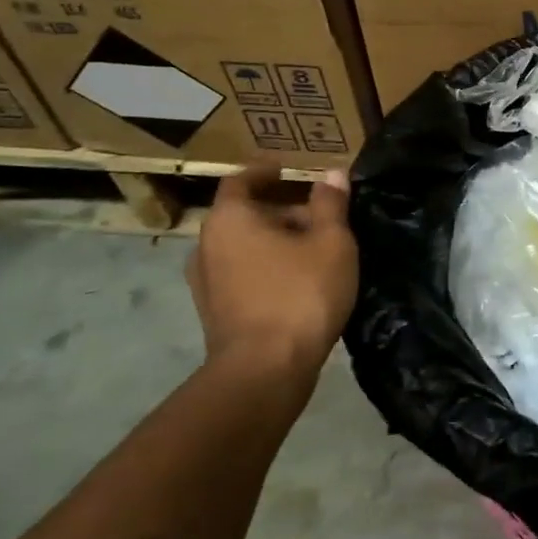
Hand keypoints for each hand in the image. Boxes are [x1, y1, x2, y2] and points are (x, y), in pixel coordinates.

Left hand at [188, 162, 358, 379]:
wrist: (265, 371)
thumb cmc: (300, 293)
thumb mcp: (331, 242)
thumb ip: (330, 204)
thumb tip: (332, 173)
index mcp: (230, 218)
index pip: (242, 180)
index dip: (266, 171)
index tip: (288, 167)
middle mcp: (207, 244)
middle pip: (244, 213)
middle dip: (280, 208)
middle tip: (319, 211)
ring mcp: (205, 282)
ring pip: (243, 245)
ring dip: (274, 239)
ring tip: (314, 245)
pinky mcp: (214, 312)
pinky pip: (242, 272)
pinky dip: (266, 265)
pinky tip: (298, 277)